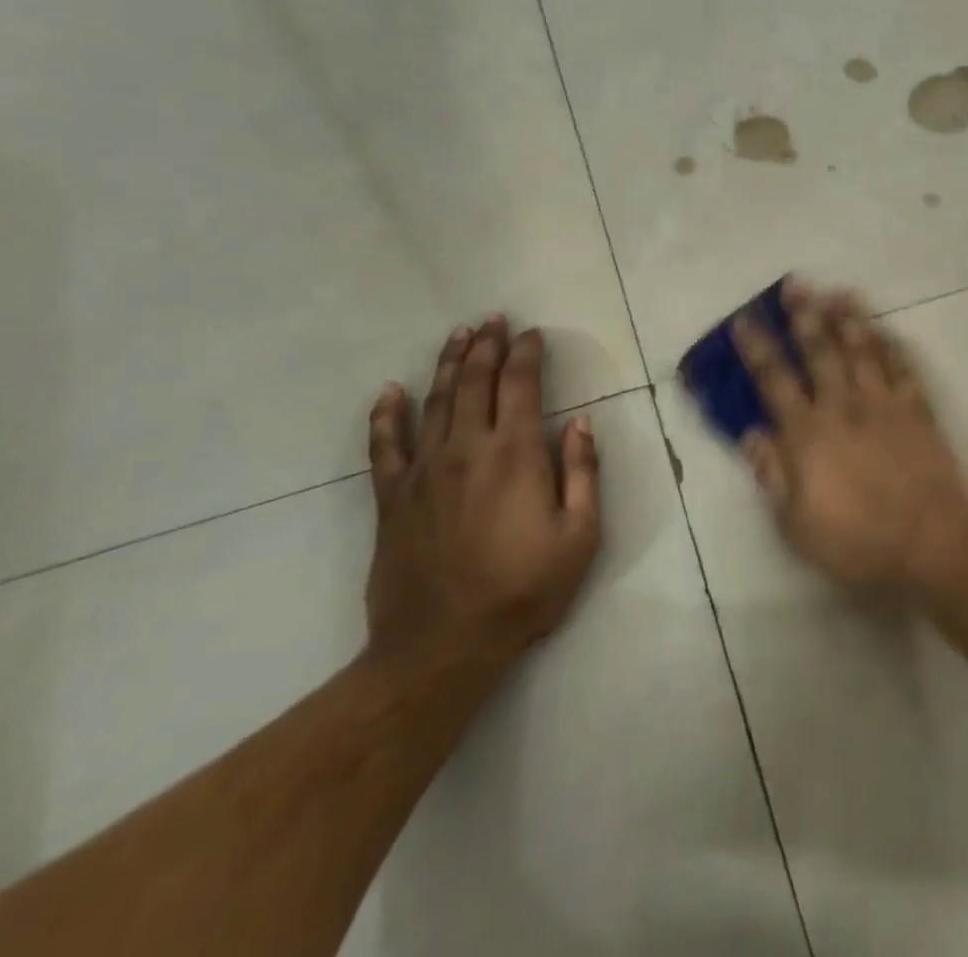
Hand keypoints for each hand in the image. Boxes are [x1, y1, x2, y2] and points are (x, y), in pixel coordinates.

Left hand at [363, 316, 601, 677]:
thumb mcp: (579, 537)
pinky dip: (385, 415)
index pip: (521, 385)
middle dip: (487, 346)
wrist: (441, 647)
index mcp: (516, 454)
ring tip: (458, 335)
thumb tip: (583, 423)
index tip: (532, 333)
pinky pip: (384, 446)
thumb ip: (584, 474)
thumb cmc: (523, 591)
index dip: (526, 353)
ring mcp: (424, 471)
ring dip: (447, 364)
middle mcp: (467, 449)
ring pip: (435, 402)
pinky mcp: (391, 498)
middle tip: (493, 320)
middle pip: (475, 382)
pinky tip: (389, 392)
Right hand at [732, 281, 967, 592]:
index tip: (744, 320)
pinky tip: (883, 329)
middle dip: (804, 316)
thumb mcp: (797, 525)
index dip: (758, 348)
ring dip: (847, 318)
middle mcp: (843, 407)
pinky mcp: (917, 410)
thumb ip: (772, 475)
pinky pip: (902, 367)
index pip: (775, 381)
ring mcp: (884, 404)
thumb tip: (752, 435)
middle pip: (820, 351)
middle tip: (794, 286)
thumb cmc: (858, 543)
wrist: (933, 545)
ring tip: (836, 292)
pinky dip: (891, 344)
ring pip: (862, 350)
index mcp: (808, 434)